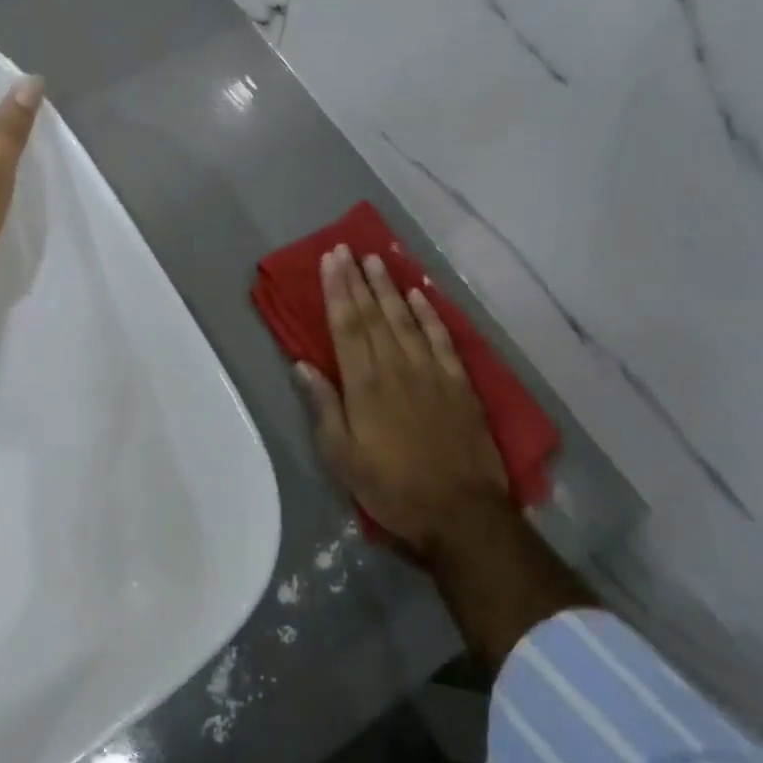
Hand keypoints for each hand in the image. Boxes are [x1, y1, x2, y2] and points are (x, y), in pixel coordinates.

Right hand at [297, 246, 513, 560]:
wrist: (460, 513)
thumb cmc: (391, 488)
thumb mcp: (342, 457)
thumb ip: (324, 407)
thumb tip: (303, 365)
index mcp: (364, 385)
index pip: (347, 326)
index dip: (336, 291)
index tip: (329, 262)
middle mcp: (396, 368)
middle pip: (373, 315)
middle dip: (357, 279)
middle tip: (346, 249)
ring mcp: (431, 372)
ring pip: (405, 319)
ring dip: (389, 287)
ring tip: (376, 259)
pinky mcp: (459, 383)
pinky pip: (442, 339)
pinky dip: (429, 314)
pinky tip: (419, 294)